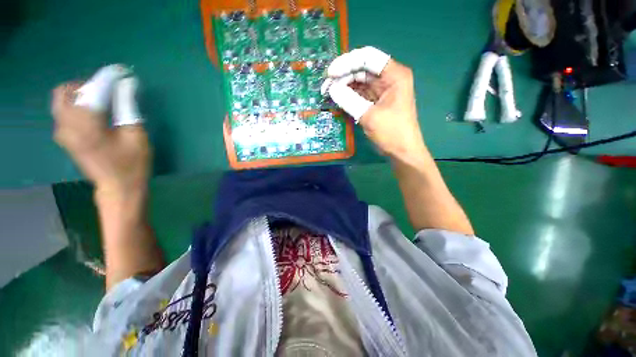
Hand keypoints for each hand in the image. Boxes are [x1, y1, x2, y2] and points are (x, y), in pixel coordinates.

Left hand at [51, 76, 149, 195]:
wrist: (119, 188)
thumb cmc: (132, 163)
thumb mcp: (136, 135)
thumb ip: (127, 107)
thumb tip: (126, 84)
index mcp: (86, 125)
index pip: (92, 91)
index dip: (108, 78)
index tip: (122, 73)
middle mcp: (67, 126)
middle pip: (65, 92)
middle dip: (86, 86)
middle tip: (107, 92)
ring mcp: (62, 133)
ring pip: (61, 101)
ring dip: (80, 95)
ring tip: (102, 103)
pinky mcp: (64, 139)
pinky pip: (64, 113)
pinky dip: (76, 106)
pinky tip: (94, 114)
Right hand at [322, 47, 425, 160]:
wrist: (402, 151)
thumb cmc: (391, 133)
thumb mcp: (369, 116)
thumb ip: (349, 100)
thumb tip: (331, 89)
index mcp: (394, 75)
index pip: (368, 58)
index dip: (347, 63)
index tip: (330, 74)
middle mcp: (389, 78)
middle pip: (362, 68)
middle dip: (343, 75)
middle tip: (326, 86)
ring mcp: (382, 90)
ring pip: (360, 81)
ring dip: (344, 86)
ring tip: (329, 93)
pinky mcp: (376, 101)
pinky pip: (360, 93)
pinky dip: (349, 95)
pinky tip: (338, 98)